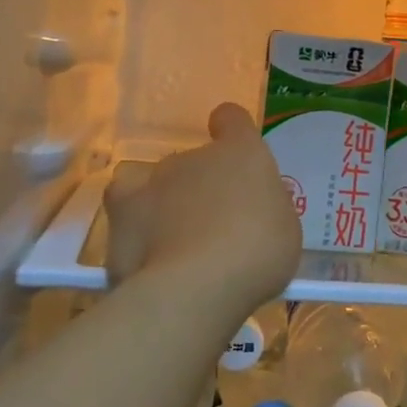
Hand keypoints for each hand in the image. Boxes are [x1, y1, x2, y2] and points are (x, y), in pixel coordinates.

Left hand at [103, 103, 301, 319]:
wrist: (196, 286)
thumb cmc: (258, 254)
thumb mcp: (284, 229)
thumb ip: (265, 208)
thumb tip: (251, 208)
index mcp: (241, 153)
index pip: (232, 120)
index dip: (232, 130)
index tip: (233, 150)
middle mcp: (194, 157)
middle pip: (196, 160)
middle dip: (202, 186)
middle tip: (215, 226)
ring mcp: (153, 180)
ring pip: (159, 181)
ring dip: (167, 201)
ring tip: (176, 239)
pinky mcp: (122, 212)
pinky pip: (126, 205)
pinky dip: (134, 221)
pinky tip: (144, 246)